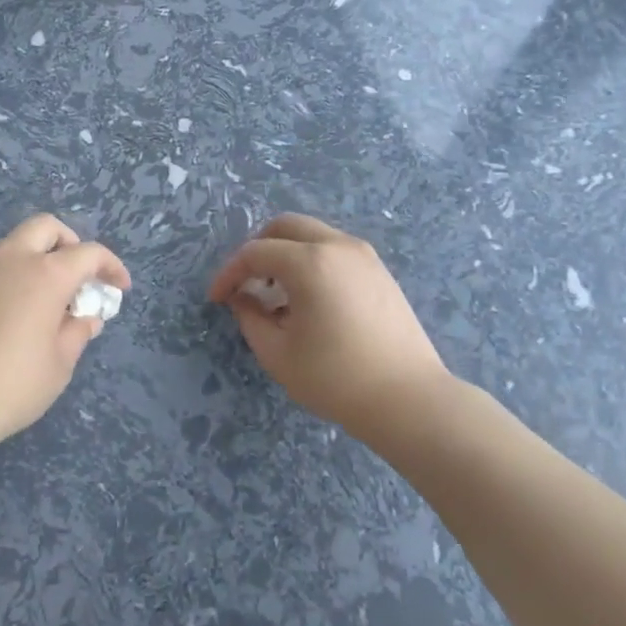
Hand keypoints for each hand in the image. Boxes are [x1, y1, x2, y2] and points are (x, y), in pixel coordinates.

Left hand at [0, 214, 130, 454]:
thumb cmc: (11, 386)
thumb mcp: (59, 365)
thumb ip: (77, 333)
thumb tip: (86, 318)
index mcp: (45, 274)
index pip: (88, 253)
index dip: (110, 267)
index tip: (120, 288)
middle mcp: (11, 258)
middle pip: (47, 227)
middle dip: (70, 243)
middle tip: (79, 277)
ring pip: (14, 241)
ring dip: (37, 255)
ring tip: (45, 294)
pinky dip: (11, 271)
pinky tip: (14, 307)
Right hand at [207, 214, 448, 435]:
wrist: (407, 399)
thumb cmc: (334, 378)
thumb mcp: (276, 353)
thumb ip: (250, 317)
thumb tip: (242, 298)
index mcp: (309, 262)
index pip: (255, 253)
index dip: (229, 273)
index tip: (217, 299)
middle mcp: (338, 246)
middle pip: (285, 227)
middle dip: (258, 249)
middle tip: (246, 282)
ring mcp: (365, 256)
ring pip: (313, 235)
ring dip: (287, 254)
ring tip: (277, 295)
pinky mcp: (380, 272)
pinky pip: (335, 251)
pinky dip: (312, 262)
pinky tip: (309, 301)